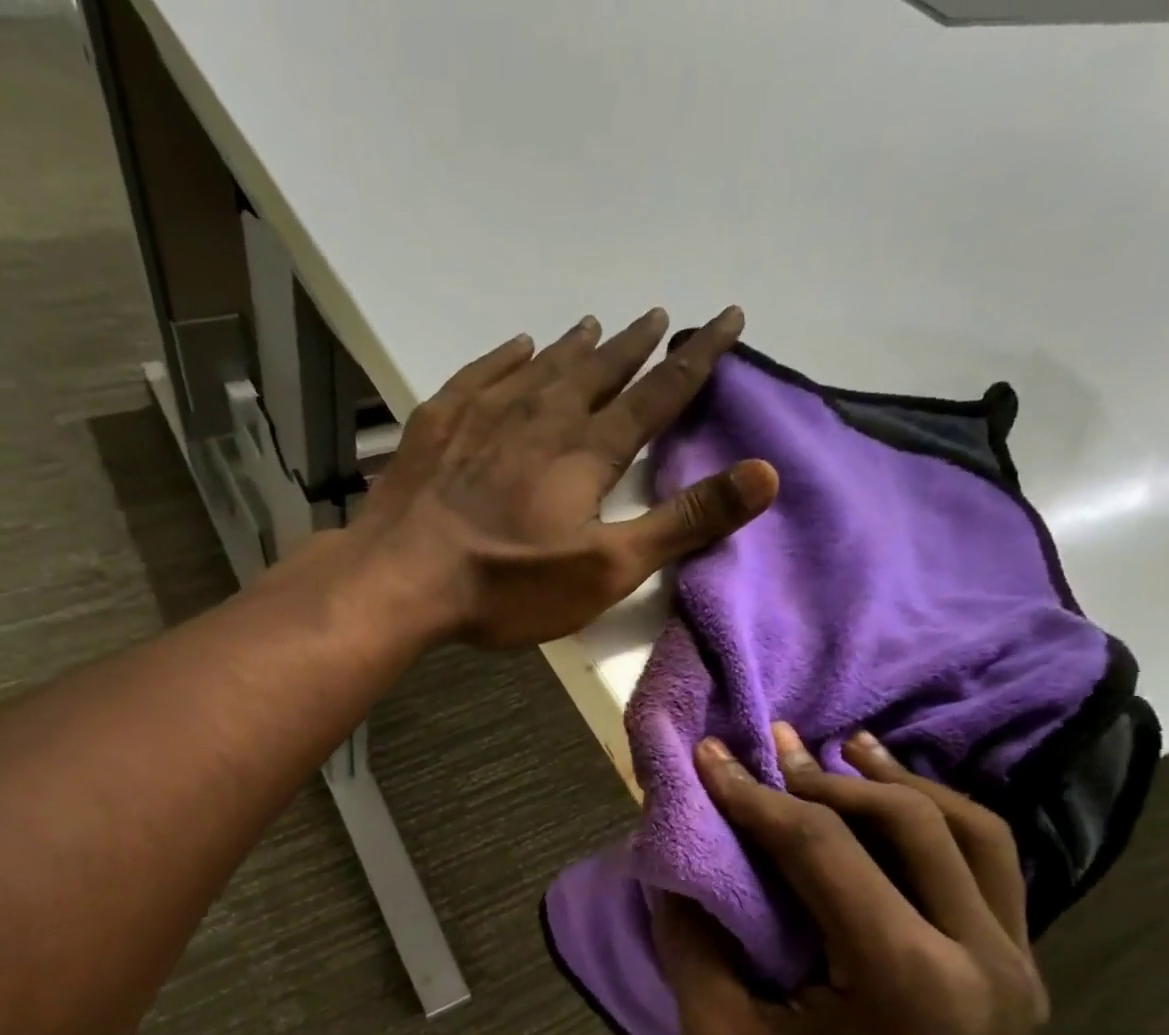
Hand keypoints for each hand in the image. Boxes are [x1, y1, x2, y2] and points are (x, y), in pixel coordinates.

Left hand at [359, 308, 777, 648]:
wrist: (402, 578)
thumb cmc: (509, 584)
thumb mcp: (608, 568)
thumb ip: (684, 521)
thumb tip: (766, 474)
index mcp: (587, 452)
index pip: (657, 394)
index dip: (697, 358)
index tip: (727, 319)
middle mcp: (542, 417)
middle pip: (600, 371)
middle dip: (636, 346)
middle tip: (660, 316)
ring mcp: (485, 415)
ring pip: (542, 367)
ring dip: (575, 346)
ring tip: (597, 325)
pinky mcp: (439, 425)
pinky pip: (482, 375)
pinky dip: (506, 358)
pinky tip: (516, 347)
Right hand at [652, 723, 1046, 1034]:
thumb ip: (693, 944)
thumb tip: (673, 862)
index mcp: (905, 983)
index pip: (822, 851)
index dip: (755, 796)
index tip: (710, 757)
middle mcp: (979, 960)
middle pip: (908, 821)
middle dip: (827, 776)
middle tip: (772, 748)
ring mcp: (1015, 964)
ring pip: (969, 829)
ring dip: (898, 781)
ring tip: (843, 746)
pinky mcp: (1019, 969)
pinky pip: (988, 864)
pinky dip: (936, 816)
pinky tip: (893, 798)